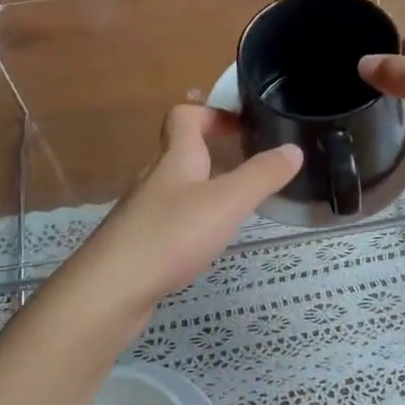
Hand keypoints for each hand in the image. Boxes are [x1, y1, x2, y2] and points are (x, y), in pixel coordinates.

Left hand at [71, 104, 300, 310]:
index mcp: (175, 159)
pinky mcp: (137, 244)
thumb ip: (261, 176)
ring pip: (176, 188)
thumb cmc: (171, 236)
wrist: (110, 290)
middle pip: (182, 152)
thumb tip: (293, 149)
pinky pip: (169, 220)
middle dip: (214, 153)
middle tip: (250, 167)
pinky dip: (192, 221)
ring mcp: (142, 212)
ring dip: (205, 189)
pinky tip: (206, 243)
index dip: (212, 113)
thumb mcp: (227, 202)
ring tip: (237, 206)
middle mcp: (155, 178)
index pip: (185, 116)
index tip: (242, 125)